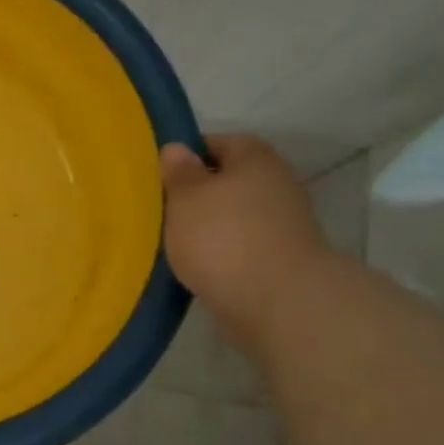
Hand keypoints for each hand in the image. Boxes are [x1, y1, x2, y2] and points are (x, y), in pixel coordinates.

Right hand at [159, 135, 331, 344]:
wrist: (276, 302)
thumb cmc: (223, 237)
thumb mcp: (186, 197)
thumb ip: (179, 172)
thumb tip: (177, 148)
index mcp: (256, 159)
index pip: (219, 142)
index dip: (188, 154)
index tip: (160, 172)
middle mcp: (276, 185)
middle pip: (229, 181)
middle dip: (198, 193)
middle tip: (161, 207)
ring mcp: (283, 225)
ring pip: (234, 216)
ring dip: (209, 226)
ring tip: (173, 240)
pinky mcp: (280, 260)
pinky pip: (241, 246)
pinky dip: (221, 253)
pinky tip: (196, 265)